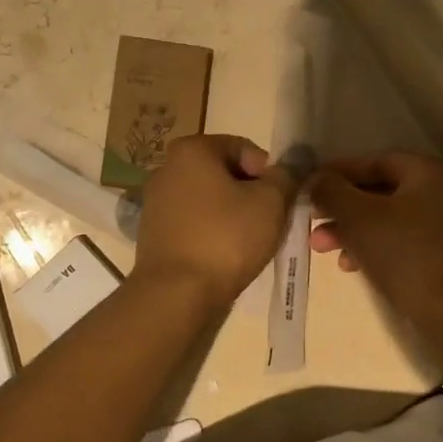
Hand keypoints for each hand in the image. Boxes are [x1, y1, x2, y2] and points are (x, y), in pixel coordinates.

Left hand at [133, 134, 298, 304]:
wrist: (177, 293)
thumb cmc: (226, 238)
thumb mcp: (271, 203)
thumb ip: (285, 177)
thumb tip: (289, 167)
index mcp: (191, 150)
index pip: (244, 148)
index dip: (269, 173)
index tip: (280, 201)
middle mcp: (166, 168)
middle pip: (224, 173)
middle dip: (250, 193)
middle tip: (270, 222)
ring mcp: (155, 201)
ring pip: (208, 199)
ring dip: (232, 214)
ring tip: (249, 242)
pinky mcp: (152, 232)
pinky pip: (193, 222)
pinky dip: (211, 231)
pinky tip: (224, 254)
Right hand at [309, 152, 442, 325]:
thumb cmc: (404, 252)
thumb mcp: (357, 216)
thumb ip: (331, 191)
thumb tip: (317, 179)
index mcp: (429, 173)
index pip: (376, 161)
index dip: (339, 172)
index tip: (311, 186)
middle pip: (381, 192)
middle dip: (342, 208)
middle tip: (312, 221)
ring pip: (389, 220)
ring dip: (353, 231)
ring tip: (323, 248)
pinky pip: (403, 243)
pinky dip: (375, 248)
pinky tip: (351, 266)